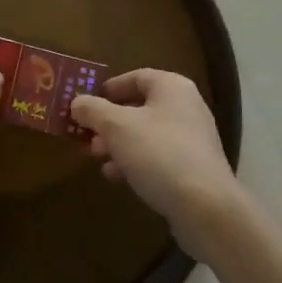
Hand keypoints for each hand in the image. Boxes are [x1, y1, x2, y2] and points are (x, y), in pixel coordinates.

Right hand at [70, 70, 242, 253]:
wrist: (204, 206)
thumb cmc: (158, 153)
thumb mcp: (117, 127)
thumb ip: (93, 110)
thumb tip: (77, 102)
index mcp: (172, 87)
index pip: (136, 77)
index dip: (109, 88)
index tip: (86, 103)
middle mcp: (186, 107)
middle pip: (140, 107)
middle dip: (109, 121)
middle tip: (87, 135)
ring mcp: (192, 139)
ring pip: (146, 135)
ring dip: (119, 144)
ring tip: (97, 158)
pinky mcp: (193, 168)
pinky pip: (158, 157)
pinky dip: (135, 162)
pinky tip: (117, 177)